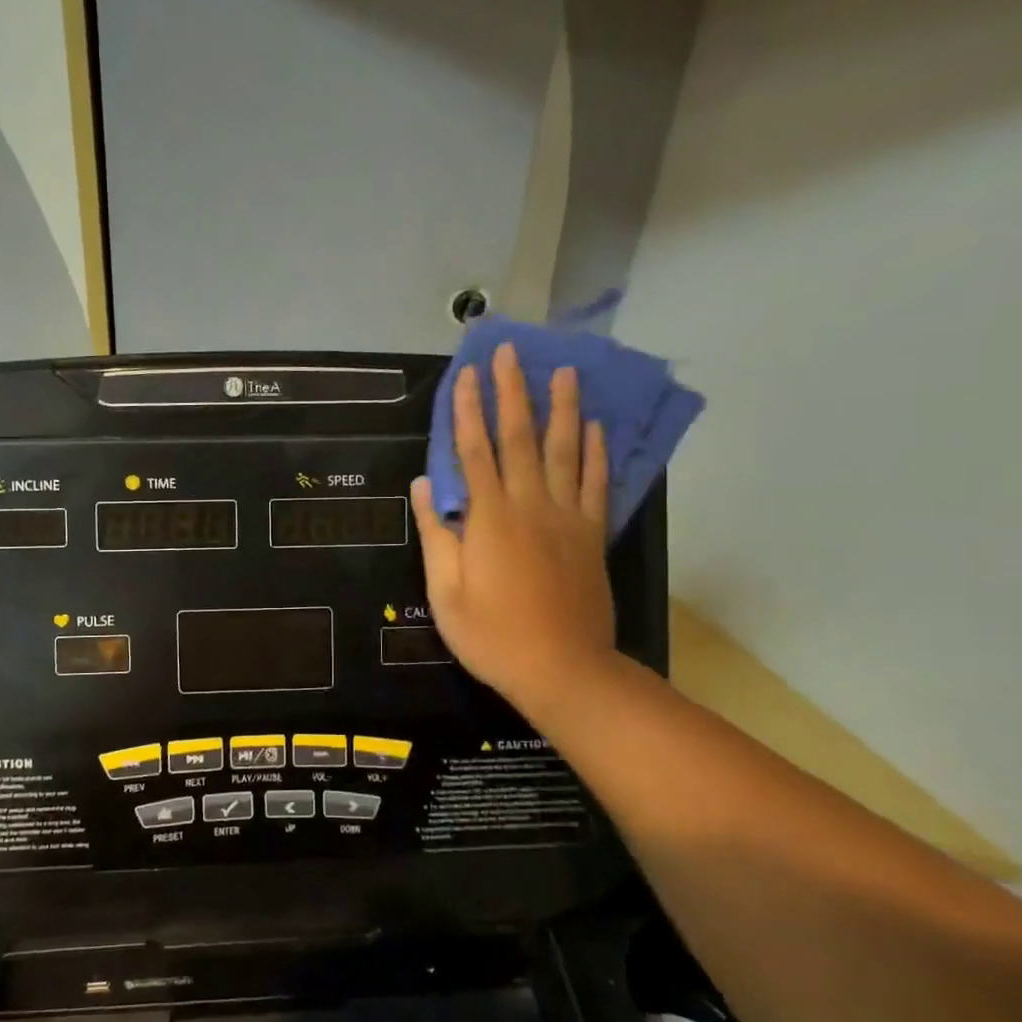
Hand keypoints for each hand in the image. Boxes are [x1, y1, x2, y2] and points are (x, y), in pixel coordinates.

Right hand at [410, 343, 616, 717]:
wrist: (563, 669)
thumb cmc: (492, 635)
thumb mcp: (446, 592)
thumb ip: (437, 535)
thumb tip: (425, 486)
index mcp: (490, 519)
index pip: (475, 451)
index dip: (468, 410)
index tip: (466, 374)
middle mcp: (531, 506)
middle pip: (521, 438)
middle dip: (513, 392)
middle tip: (512, 351)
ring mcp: (567, 519)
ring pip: (566, 452)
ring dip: (563, 408)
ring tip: (565, 371)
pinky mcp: (592, 536)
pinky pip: (596, 485)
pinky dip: (597, 454)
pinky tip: (596, 428)